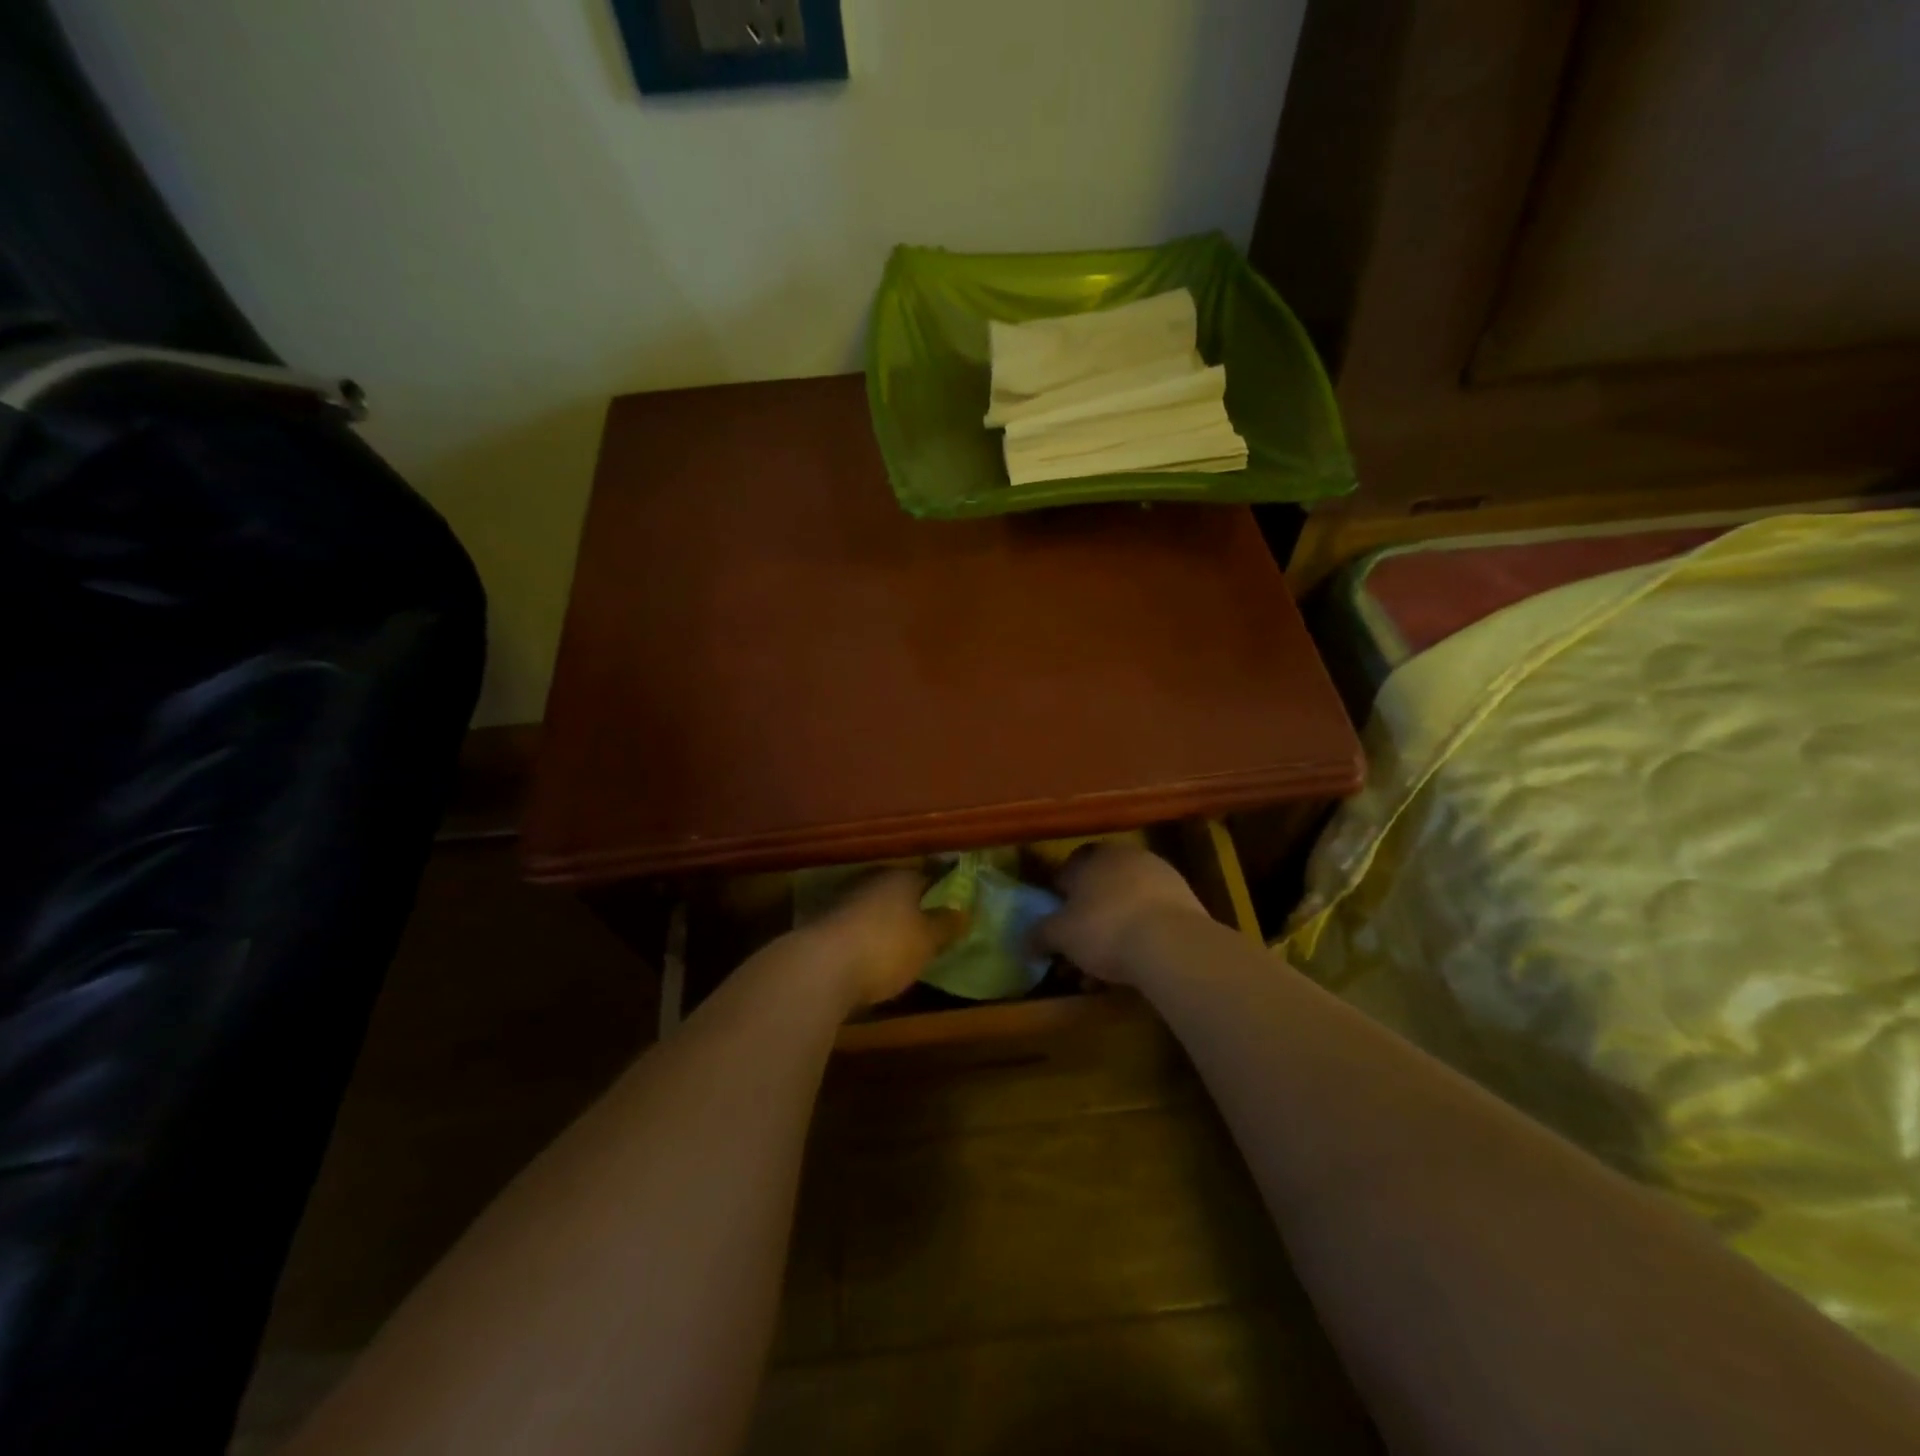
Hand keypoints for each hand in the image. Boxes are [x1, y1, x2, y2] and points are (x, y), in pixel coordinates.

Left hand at [808, 870, 964, 1009]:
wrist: (819, 969)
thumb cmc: (885, 947)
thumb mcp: (927, 941)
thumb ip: (946, 925)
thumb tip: (964, 911)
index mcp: (900, 877)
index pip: (930, 875)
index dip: (944, 889)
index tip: (955, 904)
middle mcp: (871, 880)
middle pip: (899, 890)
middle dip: (913, 905)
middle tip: (930, 926)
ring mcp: (844, 900)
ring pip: (875, 906)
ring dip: (887, 921)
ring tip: (902, 944)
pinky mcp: (823, 925)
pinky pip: (855, 927)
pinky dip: (866, 936)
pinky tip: (872, 955)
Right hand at [1034, 843, 1208, 984]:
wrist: (1173, 944)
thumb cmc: (1105, 929)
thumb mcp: (1060, 935)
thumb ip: (1039, 934)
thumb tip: (1023, 940)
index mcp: (1094, 856)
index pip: (1068, 869)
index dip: (1059, 897)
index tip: (1055, 923)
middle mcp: (1127, 857)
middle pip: (1099, 887)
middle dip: (1087, 918)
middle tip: (1078, 949)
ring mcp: (1161, 876)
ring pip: (1126, 904)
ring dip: (1113, 931)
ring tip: (1104, 970)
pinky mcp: (1186, 900)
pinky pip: (1152, 918)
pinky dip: (1140, 937)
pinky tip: (1133, 967)